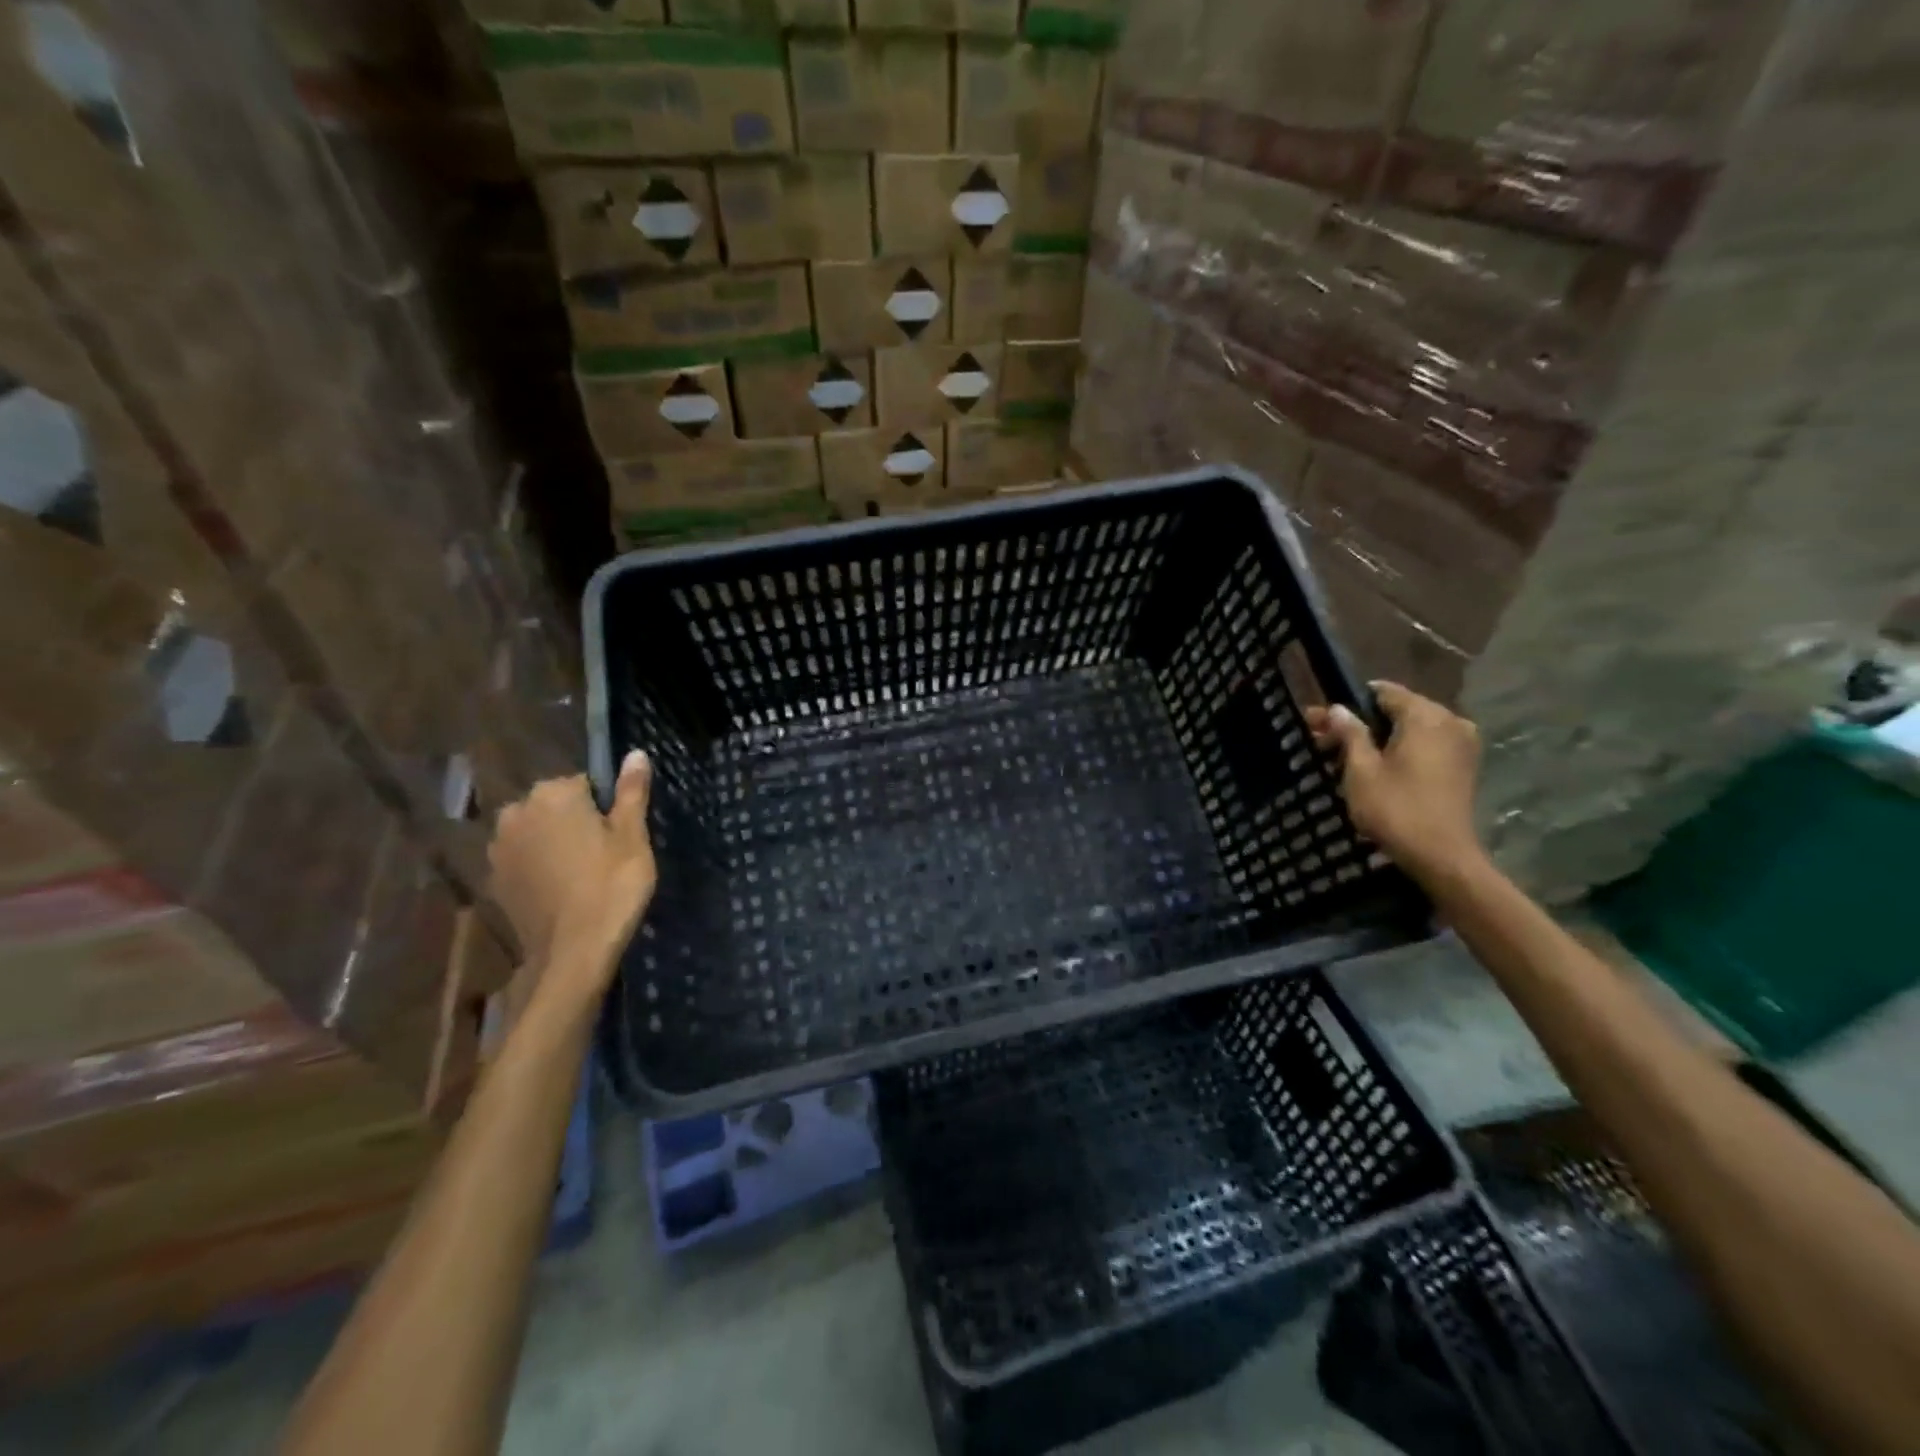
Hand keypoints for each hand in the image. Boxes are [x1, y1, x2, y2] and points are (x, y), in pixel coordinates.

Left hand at [487, 752, 655, 1001]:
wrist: (572, 952)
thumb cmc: (612, 886)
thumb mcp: (633, 837)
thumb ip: (631, 792)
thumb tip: (636, 754)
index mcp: (554, 794)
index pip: (586, 783)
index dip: (606, 808)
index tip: (619, 835)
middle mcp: (517, 812)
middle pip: (556, 805)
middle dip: (576, 822)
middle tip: (604, 855)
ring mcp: (499, 847)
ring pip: (537, 832)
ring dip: (554, 843)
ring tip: (582, 874)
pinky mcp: (494, 879)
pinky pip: (523, 860)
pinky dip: (539, 868)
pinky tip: (560, 891)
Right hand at [1306, 682, 1483, 881]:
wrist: (1442, 857)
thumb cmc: (1396, 809)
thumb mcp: (1361, 770)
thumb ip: (1350, 733)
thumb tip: (1338, 709)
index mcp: (1426, 716)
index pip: (1383, 692)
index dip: (1348, 703)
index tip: (1319, 720)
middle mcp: (1450, 721)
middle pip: (1397, 711)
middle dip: (1360, 722)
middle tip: (1322, 740)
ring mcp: (1462, 744)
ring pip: (1410, 730)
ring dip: (1377, 739)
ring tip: (1341, 758)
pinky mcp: (1463, 766)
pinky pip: (1424, 746)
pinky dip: (1398, 751)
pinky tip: (1372, 768)